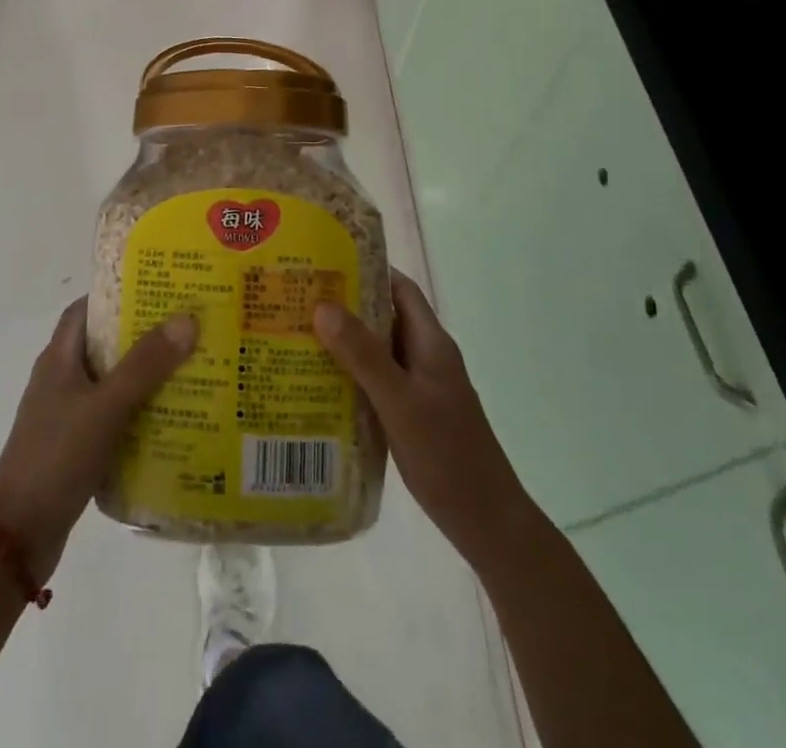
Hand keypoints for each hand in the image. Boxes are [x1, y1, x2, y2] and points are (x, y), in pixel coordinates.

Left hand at [0, 298, 196, 580]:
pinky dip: (138, 411)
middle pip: (104, 343)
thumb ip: (145, 364)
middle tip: (187, 329)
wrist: (17, 536)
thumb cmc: (57, 456)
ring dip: (145, 375)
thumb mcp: (105, 406)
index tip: (160, 290)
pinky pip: (112, 416)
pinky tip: (171, 419)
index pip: (87, 308)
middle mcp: (61, 379)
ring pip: (111, 381)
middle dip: (143, 335)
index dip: (119, 294)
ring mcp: (66, 414)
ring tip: (191, 368)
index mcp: (59, 358)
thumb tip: (186, 318)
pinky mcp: (75, 446)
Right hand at [314, 270, 534, 573]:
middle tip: (298, 299)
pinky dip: (352, 375)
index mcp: (431, 343)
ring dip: (345, 342)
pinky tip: (319, 385)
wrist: (488, 524)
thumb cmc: (447, 455)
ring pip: (378, 351)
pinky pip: (378, 381)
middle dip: (345, 306)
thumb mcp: (400, 402)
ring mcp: (421, 387)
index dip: (367, 269)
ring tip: (298, 336)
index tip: (325, 261)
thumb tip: (322, 306)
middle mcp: (426, 357)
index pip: (399, 288)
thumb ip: (363, 355)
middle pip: (384, 317)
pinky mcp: (413, 414)